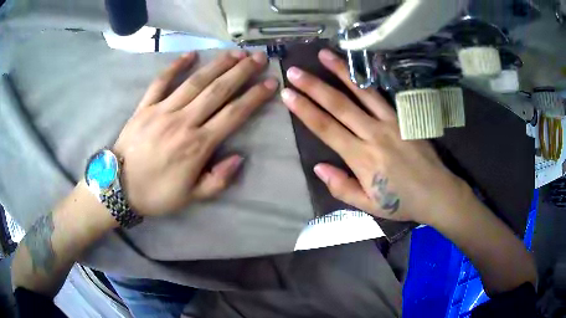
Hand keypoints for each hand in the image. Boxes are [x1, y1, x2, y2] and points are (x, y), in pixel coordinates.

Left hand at [113, 51, 277, 215]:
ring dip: (217, 64)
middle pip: (218, 91)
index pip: (233, 115)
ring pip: (195, 81)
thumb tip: (239, 157)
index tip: (270, 82)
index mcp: (197, 145)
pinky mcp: (145, 106)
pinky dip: (175, 66)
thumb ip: (218, 181)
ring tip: (236, 52)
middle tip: (259, 57)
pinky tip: (191, 54)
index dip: (254, 97)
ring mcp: (162, 110)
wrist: (118, 188)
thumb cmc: (156, 194)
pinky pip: (161, 81)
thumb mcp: (191, 198)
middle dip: (241, 72)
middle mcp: (183, 122)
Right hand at [281, 49, 468, 223]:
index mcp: (361, 158)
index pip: (326, 128)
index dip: (304, 110)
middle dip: (313, 86)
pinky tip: (358, 66)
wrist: (436, 192)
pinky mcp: (404, 117)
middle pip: (338, 105)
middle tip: (295, 71)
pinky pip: (382, 95)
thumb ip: (342, 187)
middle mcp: (373, 134)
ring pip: (361, 92)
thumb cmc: (401, 202)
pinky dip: (367, 80)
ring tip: (324, 55)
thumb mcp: (368, 205)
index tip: (288, 95)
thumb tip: (318, 167)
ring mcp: (390, 122)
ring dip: (341, 72)